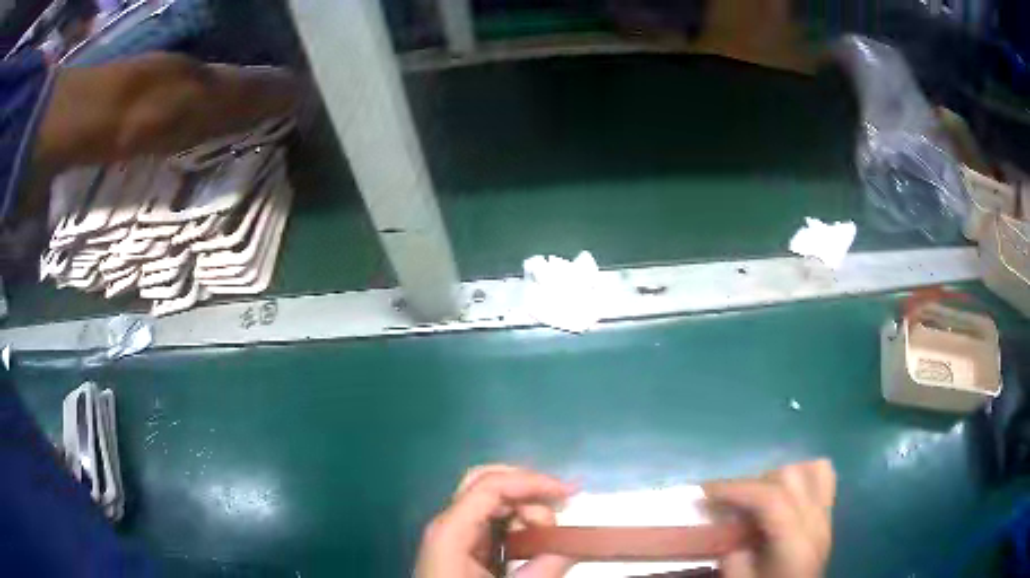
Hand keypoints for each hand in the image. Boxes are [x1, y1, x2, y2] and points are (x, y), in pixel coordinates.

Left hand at [414, 465, 575, 577]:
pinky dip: (518, 523)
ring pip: (492, 501)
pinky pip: (493, 522)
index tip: (569, 495)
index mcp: (450, 531)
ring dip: (525, 508)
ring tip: (545, 537)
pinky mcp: (465, 547)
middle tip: (559, 508)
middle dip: (527, 489)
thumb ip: (543, 569)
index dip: (532, 482)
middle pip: (486, 483)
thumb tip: (574, 545)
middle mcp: (449, 524)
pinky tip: (534, 539)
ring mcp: (455, 534)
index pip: (490, 486)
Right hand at [704, 459, 835, 577]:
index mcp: (795, 543)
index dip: (738, 489)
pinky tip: (785, 491)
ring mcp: (825, 516)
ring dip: (780, 476)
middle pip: (790, 477)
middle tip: (730, 502)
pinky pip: (824, 478)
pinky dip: (804, 474)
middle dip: (755, 483)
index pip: (771, 498)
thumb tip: (721, 522)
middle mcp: (816, 522)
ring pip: (810, 469)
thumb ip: (730, 553)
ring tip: (758, 497)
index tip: (706, 490)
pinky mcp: (827, 516)